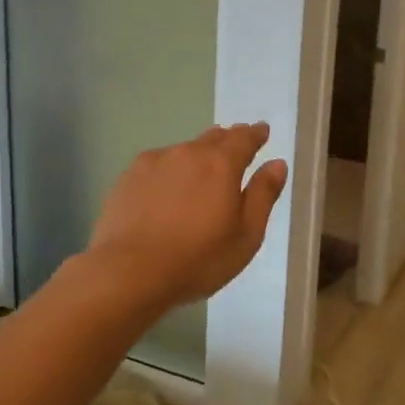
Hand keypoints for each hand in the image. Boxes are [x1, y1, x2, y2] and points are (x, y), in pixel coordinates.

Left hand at [86, 123, 288, 308]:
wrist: (129, 273)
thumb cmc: (198, 259)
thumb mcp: (246, 235)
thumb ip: (263, 195)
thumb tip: (277, 163)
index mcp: (221, 164)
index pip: (243, 138)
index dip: (255, 134)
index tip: (261, 131)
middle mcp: (188, 153)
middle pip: (212, 138)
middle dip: (227, 141)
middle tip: (235, 147)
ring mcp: (154, 163)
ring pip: (183, 151)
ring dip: (196, 157)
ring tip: (199, 173)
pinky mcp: (127, 178)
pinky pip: (157, 166)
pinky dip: (169, 172)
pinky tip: (166, 191)